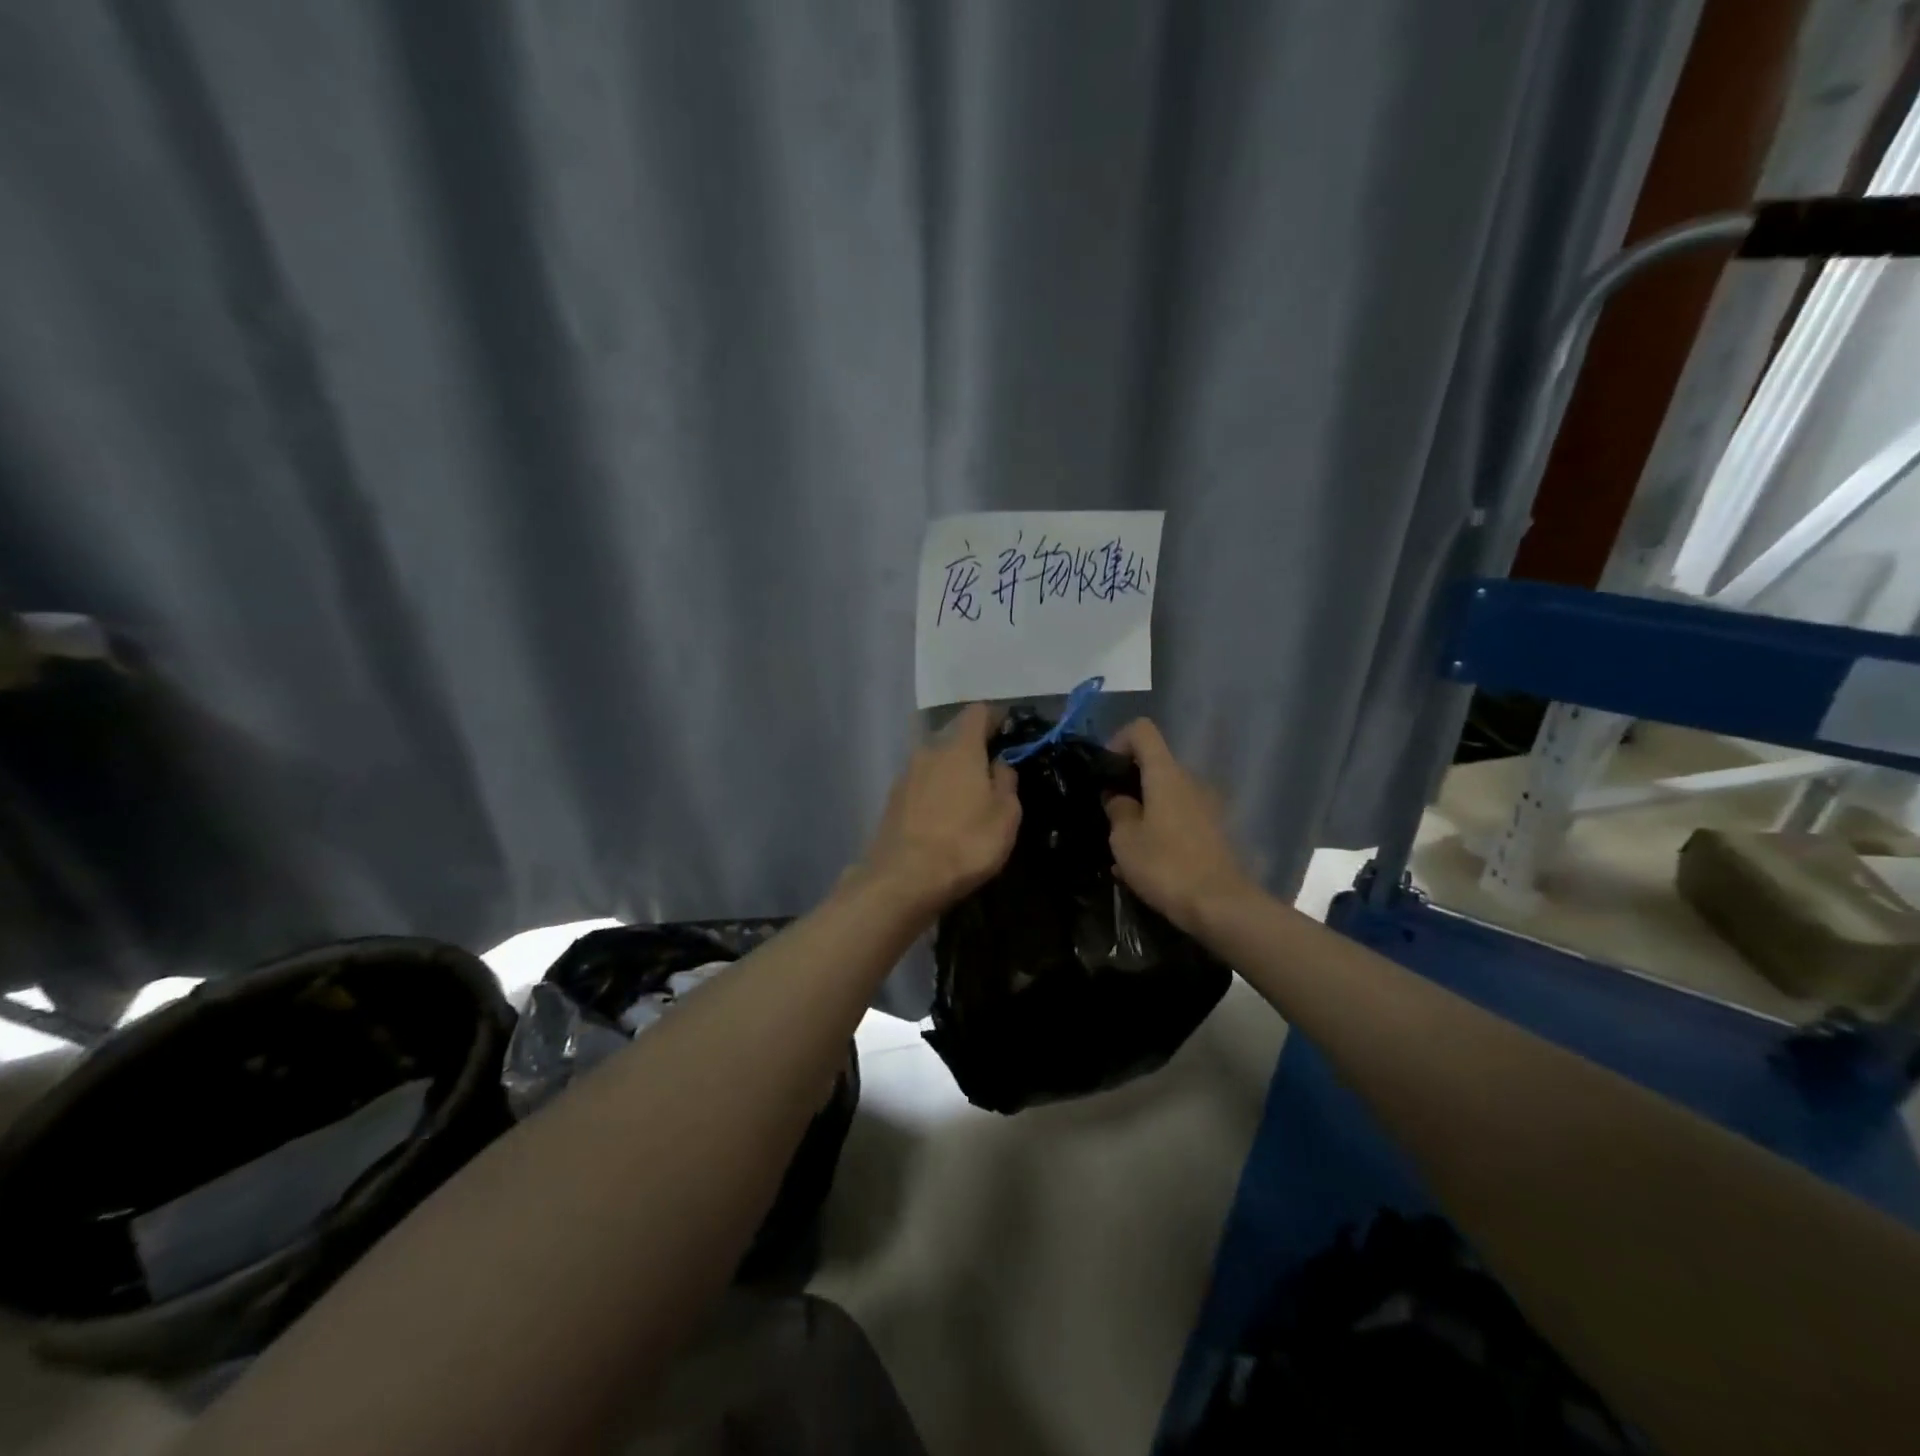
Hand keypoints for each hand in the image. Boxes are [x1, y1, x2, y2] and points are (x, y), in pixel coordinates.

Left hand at [861, 703, 1020, 915]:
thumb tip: (998, 764)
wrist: (904, 879)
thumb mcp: (1005, 815)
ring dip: (951, 772)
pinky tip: (943, 816)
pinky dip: (934, 792)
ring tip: (967, 797)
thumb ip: (1006, 782)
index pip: (977, 713)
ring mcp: (905, 775)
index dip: (995, 717)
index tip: (1008, 729)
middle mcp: (928, 751)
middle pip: (953, 736)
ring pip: (934, 761)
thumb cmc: (966, 843)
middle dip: (972, 748)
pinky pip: (920, 784)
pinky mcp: (891, 800)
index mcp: (960, 747)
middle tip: (990, 770)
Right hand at [1104, 718, 1254, 934]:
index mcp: (1166, 774)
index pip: (1142, 730)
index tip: (1104, 772)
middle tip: (1109, 816)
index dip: (1118, 741)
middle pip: (1155, 765)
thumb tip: (1118, 797)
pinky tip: (1147, 864)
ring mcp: (1208, 806)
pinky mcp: (1216, 831)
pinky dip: (1161, 830)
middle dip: (1128, 784)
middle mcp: (1191, 781)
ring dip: (1144, 811)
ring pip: (1166, 796)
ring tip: (1125, 847)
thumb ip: (1117, 809)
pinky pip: (1180, 819)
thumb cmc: (1166, 865)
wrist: (1221, 906)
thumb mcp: (1125, 839)